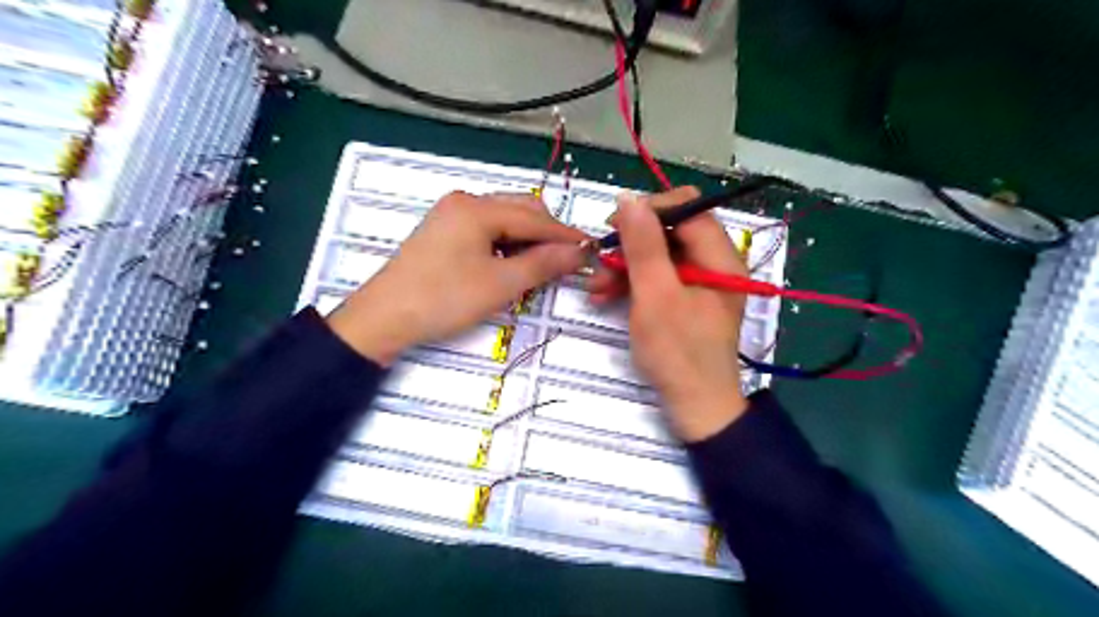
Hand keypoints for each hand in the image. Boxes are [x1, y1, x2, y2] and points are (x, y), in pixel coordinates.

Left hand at [329, 194, 587, 363]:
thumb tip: (580, 252)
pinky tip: (511, 263)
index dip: (565, 235)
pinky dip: (506, 243)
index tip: (591, 249)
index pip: (534, 218)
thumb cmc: (443, 299)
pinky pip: (486, 229)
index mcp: (477, 208)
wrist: (383, 318)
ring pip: (504, 219)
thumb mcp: (499, 284)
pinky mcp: (443, 231)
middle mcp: (464, 201)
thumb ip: (543, 264)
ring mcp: (451, 214)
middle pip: (520, 210)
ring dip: (527, 239)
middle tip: (567, 261)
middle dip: (546, 234)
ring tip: (541, 266)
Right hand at [582, 188, 755, 443]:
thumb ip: (643, 245)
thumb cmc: (678, 353)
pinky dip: (631, 283)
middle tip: (600, 260)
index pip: (688, 209)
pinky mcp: (684, 299)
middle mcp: (714, 263)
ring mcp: (698, 282)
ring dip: (625, 266)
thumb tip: (628, 198)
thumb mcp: (655, 296)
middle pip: (670, 232)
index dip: (650, 210)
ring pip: (658, 256)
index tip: (614, 224)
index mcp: (720, 257)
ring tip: (596, 287)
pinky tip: (604, 296)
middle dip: (631, 244)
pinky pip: (656, 278)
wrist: (694, 407)